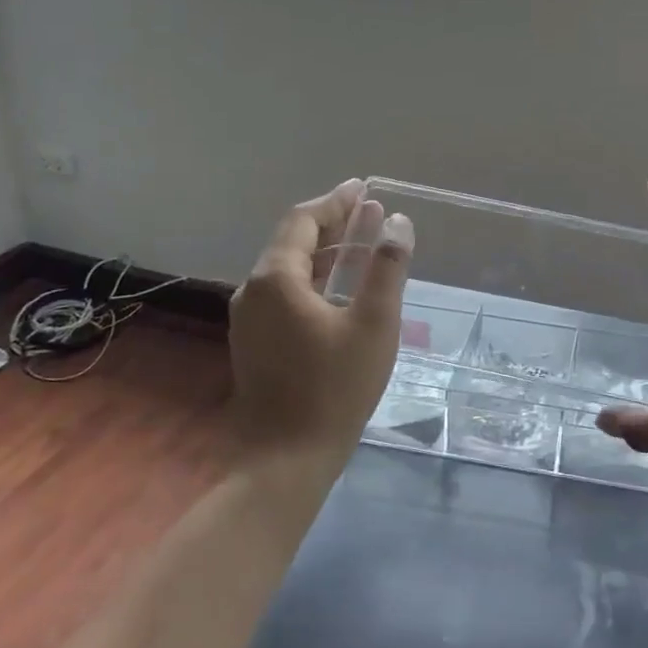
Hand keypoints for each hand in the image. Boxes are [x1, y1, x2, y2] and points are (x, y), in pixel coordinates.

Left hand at [227, 179, 413, 456]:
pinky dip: (313, 277)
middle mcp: (253, 290)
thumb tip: (398, 222)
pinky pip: (284, 292)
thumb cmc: (335, 388)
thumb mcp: (373, 323)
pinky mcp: (254, 342)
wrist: (286, 460)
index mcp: (276, 279)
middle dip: (332, 222)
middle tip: (369, 210)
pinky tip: (338, 286)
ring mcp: (249, 318)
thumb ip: (386, 267)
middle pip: (292, 241)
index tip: (364, 187)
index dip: (336, 201)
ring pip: (287, 268)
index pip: (304, 221)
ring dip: (324, 250)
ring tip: (361, 240)